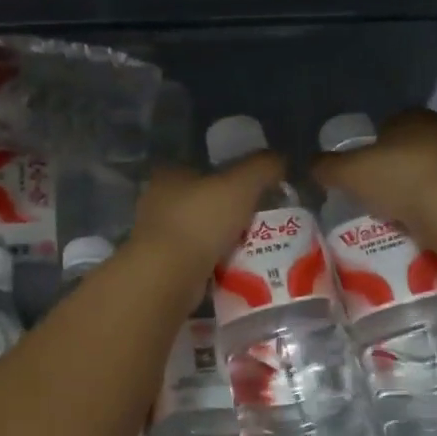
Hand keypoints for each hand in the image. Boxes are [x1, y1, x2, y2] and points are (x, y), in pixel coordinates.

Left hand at [130, 153, 285, 279]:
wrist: (169, 275)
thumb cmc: (201, 220)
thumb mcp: (241, 184)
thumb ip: (262, 167)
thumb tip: (280, 159)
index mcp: (170, 175)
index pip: (200, 168)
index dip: (226, 176)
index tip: (252, 190)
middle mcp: (157, 202)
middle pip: (201, 202)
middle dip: (228, 212)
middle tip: (260, 221)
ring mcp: (157, 236)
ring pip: (199, 233)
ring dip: (222, 240)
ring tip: (255, 247)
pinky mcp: (162, 266)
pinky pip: (197, 260)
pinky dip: (215, 263)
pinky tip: (237, 269)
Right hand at [310, 109, 436, 239]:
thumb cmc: (399, 179)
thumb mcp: (348, 172)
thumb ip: (327, 166)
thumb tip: (311, 164)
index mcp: (414, 116)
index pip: (388, 124)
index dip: (370, 145)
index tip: (359, 169)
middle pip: (409, 148)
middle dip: (392, 167)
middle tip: (372, 192)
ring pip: (429, 172)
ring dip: (413, 188)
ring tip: (394, 212)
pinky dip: (431, 206)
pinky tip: (418, 223)